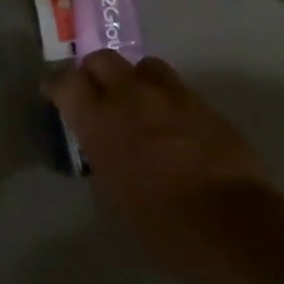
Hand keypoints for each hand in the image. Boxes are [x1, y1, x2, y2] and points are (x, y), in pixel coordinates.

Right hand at [47, 52, 278, 266]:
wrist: (229, 222)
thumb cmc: (160, 224)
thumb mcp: (112, 194)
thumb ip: (102, 155)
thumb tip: (103, 144)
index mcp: (101, 121)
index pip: (67, 82)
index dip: (57, 86)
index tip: (55, 95)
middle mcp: (133, 96)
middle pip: (103, 59)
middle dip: (93, 73)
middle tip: (95, 94)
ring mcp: (172, 94)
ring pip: (143, 65)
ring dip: (133, 79)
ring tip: (136, 103)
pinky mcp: (203, 102)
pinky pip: (175, 86)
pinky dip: (164, 96)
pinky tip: (169, 122)